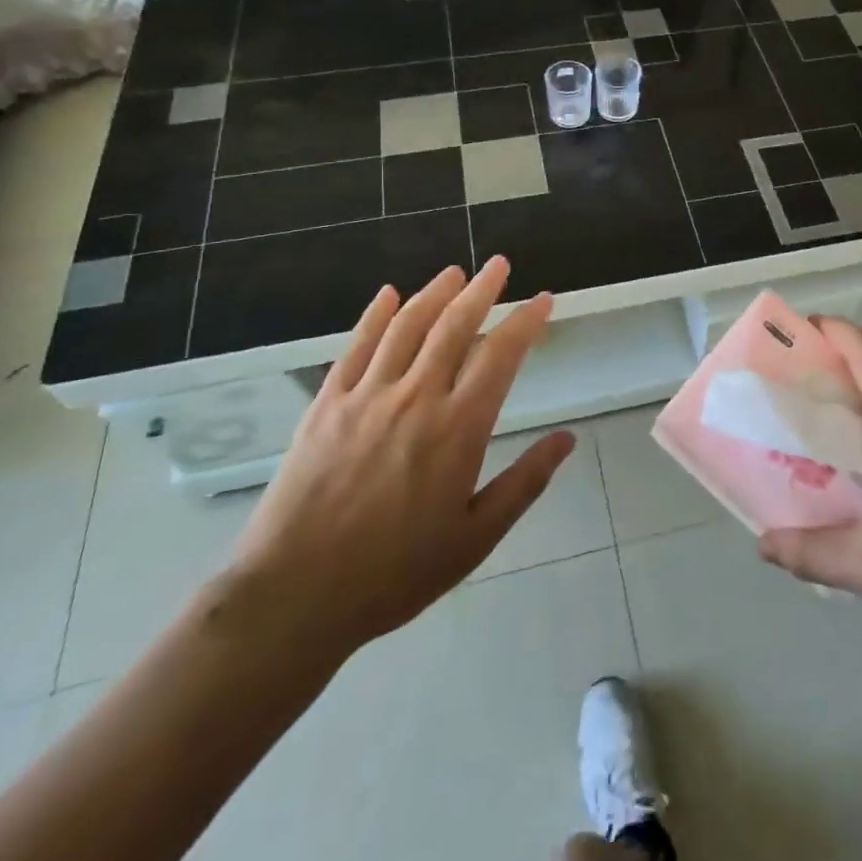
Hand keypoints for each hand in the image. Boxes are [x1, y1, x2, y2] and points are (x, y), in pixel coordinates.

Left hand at [221, 258, 572, 665]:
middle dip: (482, 289)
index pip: (501, 355)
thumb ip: (524, 483)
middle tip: (499, 264)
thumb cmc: (394, 573)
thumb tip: (567, 440)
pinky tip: (388, 295)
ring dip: (434, 293)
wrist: (294, 596)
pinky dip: (375, 315)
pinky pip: (356, 346)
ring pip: (408, 326)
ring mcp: (367, 395)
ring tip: (454, 272)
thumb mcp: (474, 538)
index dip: (526, 321)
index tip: (543, 299)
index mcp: (458, 428)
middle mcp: (416, 397)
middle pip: (455, 326)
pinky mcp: (327, 403)